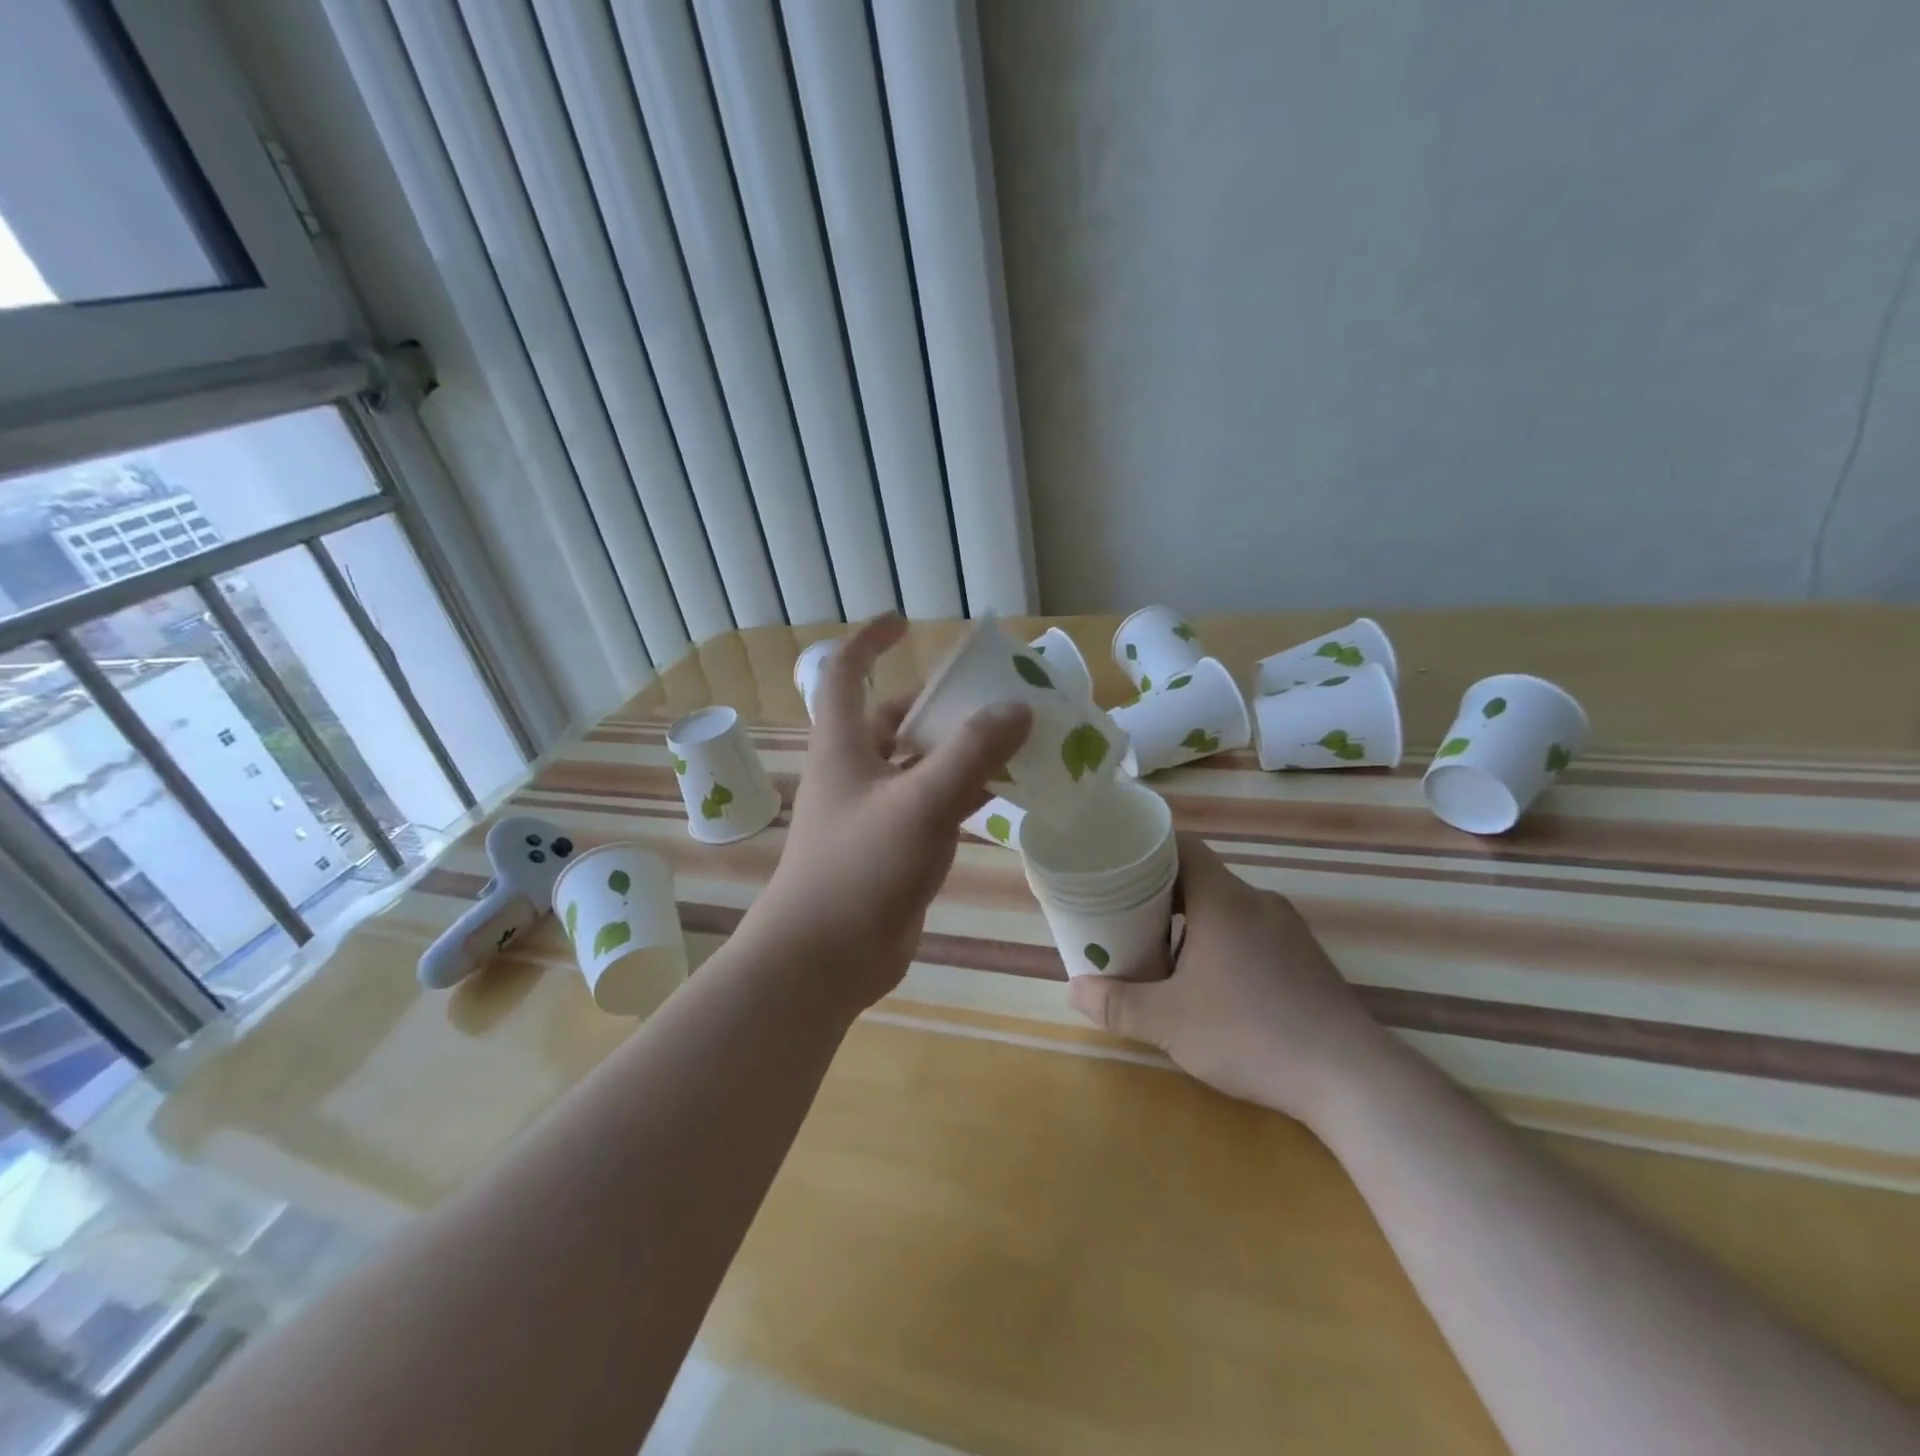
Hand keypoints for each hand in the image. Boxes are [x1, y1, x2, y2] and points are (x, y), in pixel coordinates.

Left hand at [747, 616, 1030, 1013]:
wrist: (826, 958)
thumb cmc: (860, 868)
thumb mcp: (921, 802)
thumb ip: (971, 753)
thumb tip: (1017, 708)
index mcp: (843, 745)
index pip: (844, 673)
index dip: (869, 642)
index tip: (905, 623)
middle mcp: (856, 771)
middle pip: (898, 720)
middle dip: (942, 704)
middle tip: (997, 695)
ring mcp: (876, 812)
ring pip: (923, 765)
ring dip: (962, 751)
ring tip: (1018, 739)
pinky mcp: (895, 848)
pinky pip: (935, 806)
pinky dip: (967, 794)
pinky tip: (1007, 792)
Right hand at [1068, 834, 1394, 1124]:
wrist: (1351, 1078)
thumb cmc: (1251, 1033)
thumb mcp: (1170, 1022)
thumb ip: (1118, 1003)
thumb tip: (1076, 989)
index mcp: (1223, 899)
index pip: (1182, 846)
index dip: (1146, 848)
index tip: (1116, 864)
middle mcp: (1257, 901)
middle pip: (1200, 877)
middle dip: (1160, 893)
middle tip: (1125, 916)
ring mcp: (1288, 928)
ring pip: (1226, 907)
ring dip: (1192, 922)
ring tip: (1162, 954)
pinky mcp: (1305, 957)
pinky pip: (1252, 931)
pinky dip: (1223, 941)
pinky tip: (1213, 984)